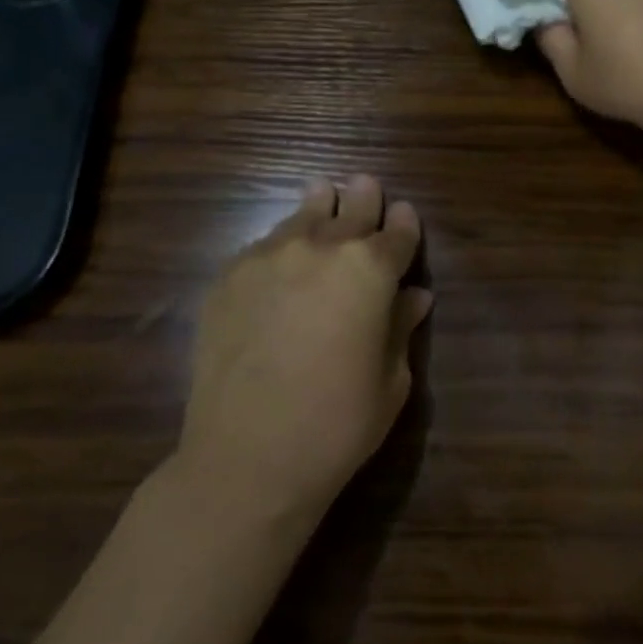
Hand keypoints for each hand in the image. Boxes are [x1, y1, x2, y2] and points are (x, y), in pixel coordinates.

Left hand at [176, 176, 431, 523]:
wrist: (246, 457)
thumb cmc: (336, 426)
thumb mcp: (390, 382)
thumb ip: (400, 328)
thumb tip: (413, 296)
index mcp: (370, 270)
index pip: (397, 234)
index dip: (404, 225)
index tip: (404, 216)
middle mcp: (321, 247)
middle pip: (350, 208)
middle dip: (363, 198)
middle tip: (364, 185)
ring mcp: (269, 256)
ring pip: (302, 215)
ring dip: (319, 206)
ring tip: (322, 193)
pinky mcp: (229, 275)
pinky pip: (263, 244)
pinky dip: (280, 243)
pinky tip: (280, 256)